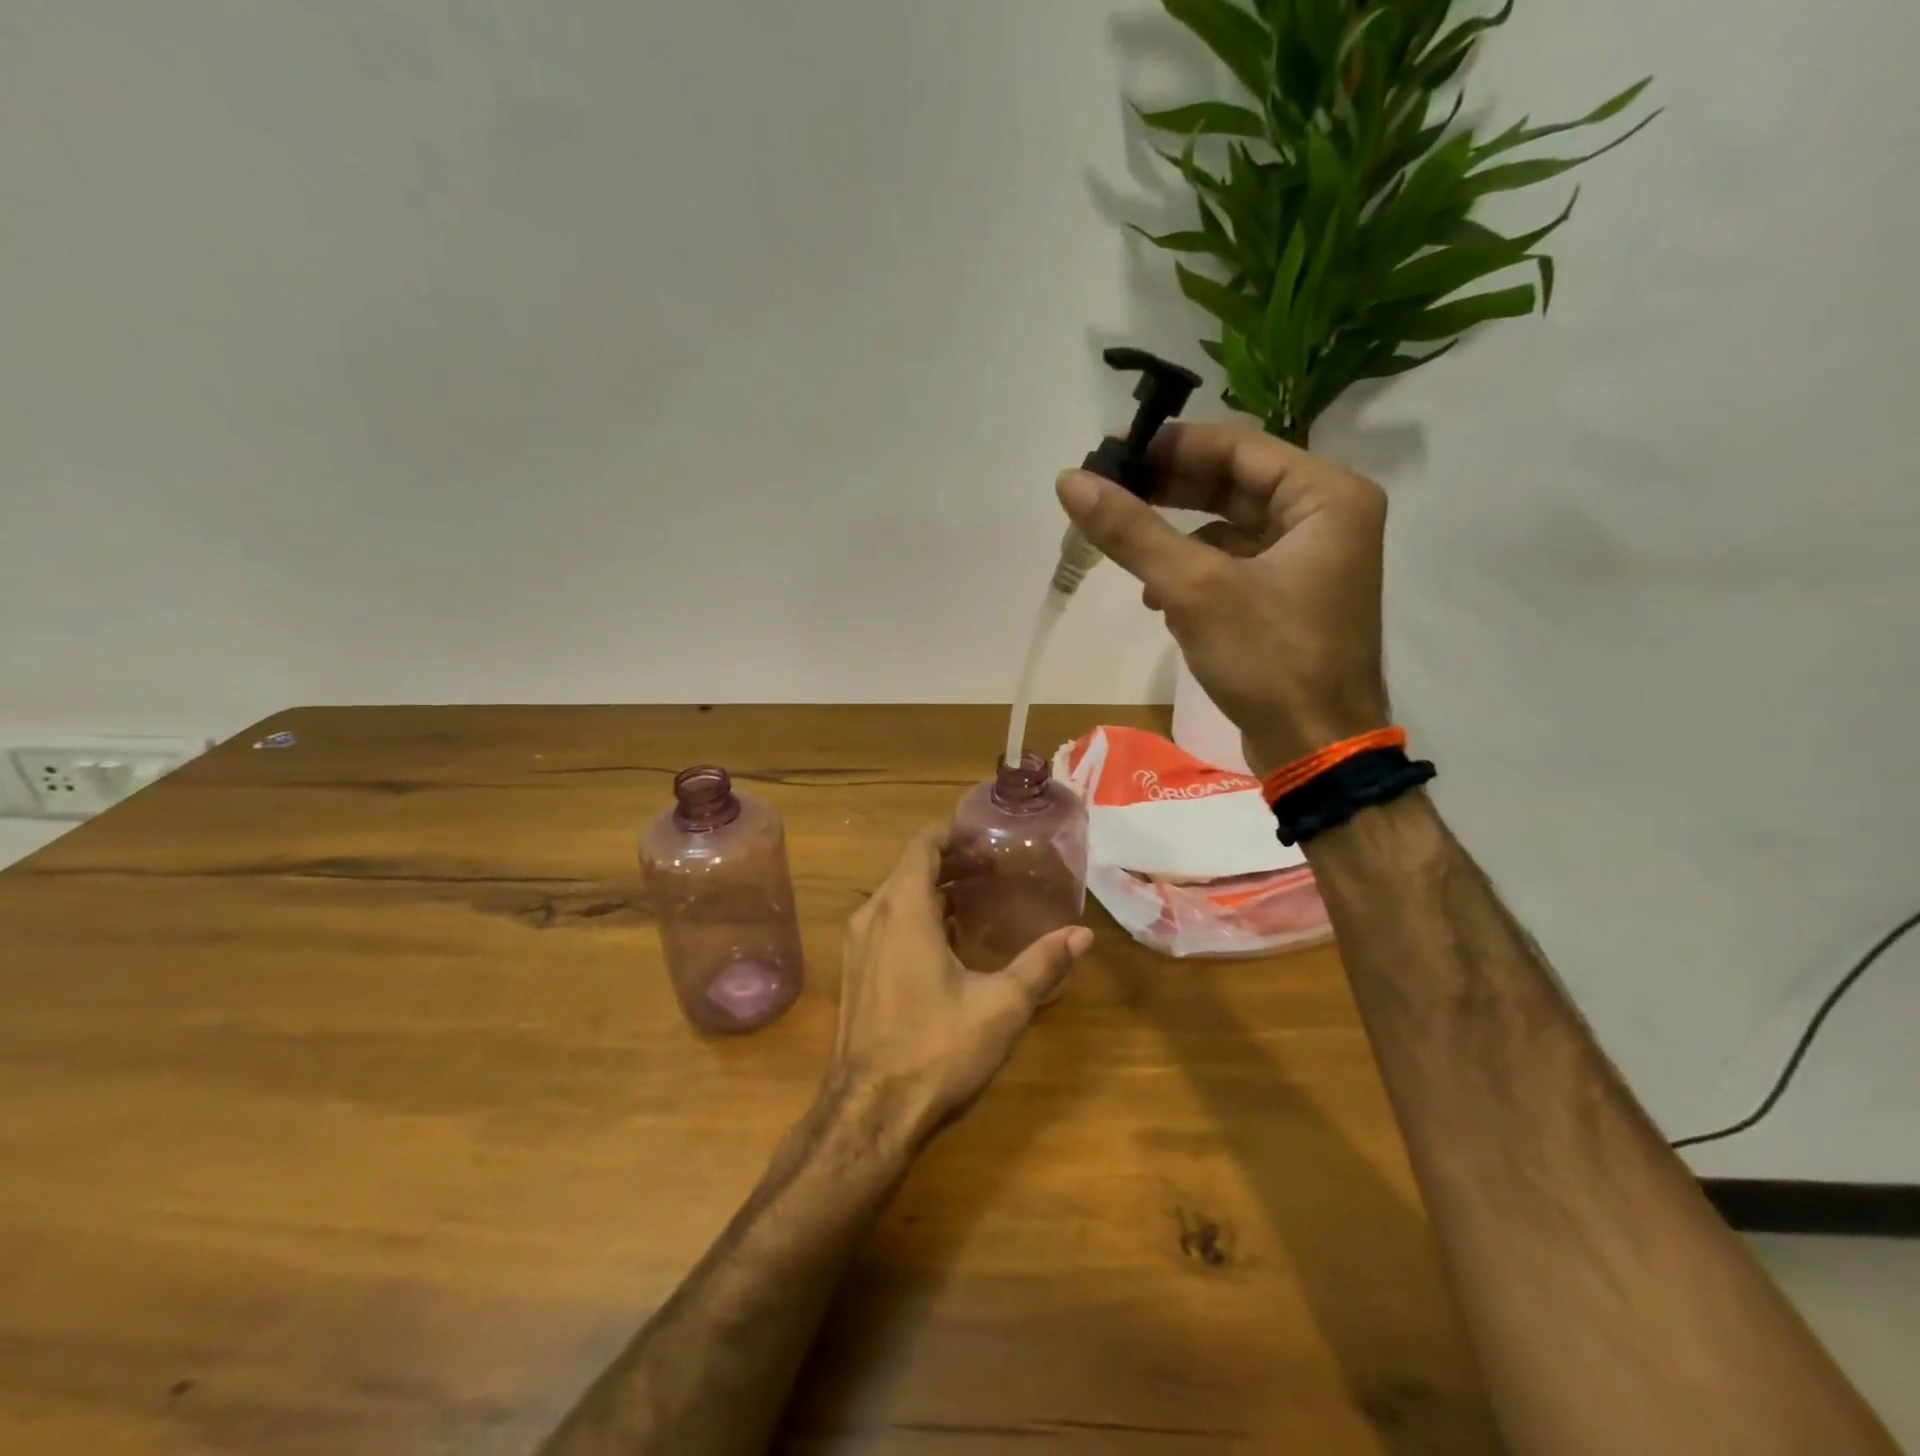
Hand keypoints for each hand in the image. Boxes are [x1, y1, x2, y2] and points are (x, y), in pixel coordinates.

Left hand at [826, 825, 1092, 1147]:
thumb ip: (1041, 964)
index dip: (952, 833)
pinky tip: (948, 937)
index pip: (922, 845)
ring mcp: (858, 944)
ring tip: (979, 895)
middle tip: (995, 866)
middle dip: (951, 860)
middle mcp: (873, 915)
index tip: (985, 834)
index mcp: (903, 909)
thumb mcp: (1000, 1006)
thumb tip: (1082, 934)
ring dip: (934, 888)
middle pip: (910, 868)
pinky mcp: (855, 970)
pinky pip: (886, 922)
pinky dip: (916, 914)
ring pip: (896, 896)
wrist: (869, 1111)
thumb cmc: (936, 1049)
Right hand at [1056, 421, 1390, 776]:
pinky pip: (1234, 564)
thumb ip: (1132, 532)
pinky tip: (1157, 596)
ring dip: (1176, 537)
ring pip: (1230, 527)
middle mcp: (1327, 519)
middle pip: (1234, 484)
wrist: (1316, 750)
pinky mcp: (1290, 599)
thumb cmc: (1269, 659)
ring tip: (1128, 553)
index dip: (1172, 446)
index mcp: (1326, 497)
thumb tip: (1070, 481)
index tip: (1112, 454)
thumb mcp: (1194, 589)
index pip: (1238, 446)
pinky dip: (1194, 572)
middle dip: (1169, 491)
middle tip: (1108, 494)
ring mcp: (1310, 562)